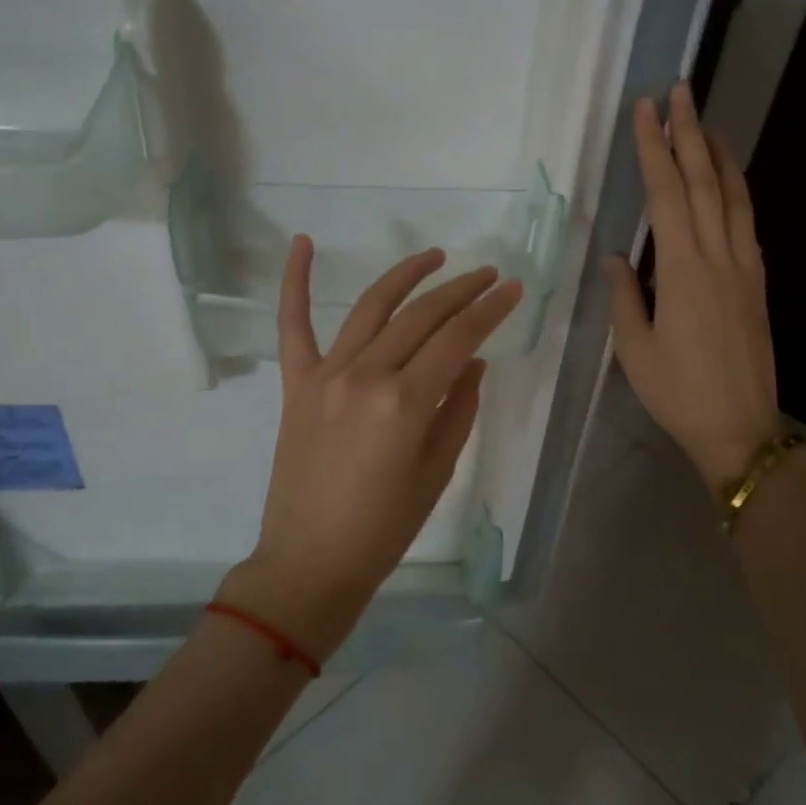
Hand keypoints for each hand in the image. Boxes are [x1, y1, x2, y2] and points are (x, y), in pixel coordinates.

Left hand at [219, 238, 524, 662]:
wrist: (311, 562)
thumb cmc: (384, 528)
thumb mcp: (437, 471)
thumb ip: (459, 408)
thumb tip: (472, 361)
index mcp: (406, 402)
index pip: (458, 338)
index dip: (490, 310)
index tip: (513, 289)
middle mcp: (366, 375)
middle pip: (421, 316)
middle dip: (461, 290)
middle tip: (488, 275)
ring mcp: (326, 375)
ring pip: (372, 307)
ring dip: (407, 276)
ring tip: (435, 256)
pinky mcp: (296, 383)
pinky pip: (292, 324)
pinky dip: (294, 281)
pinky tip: (302, 242)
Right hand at [603, 81, 780, 494]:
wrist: (741, 429)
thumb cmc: (678, 392)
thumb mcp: (634, 349)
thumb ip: (625, 296)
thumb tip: (615, 257)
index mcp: (683, 271)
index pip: (667, 194)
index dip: (654, 149)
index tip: (645, 110)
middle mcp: (719, 257)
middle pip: (705, 182)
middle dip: (690, 133)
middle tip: (680, 91)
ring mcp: (745, 268)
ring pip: (734, 197)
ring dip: (719, 155)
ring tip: (706, 123)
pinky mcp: (757, 284)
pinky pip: (747, 223)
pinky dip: (736, 192)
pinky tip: (728, 183)